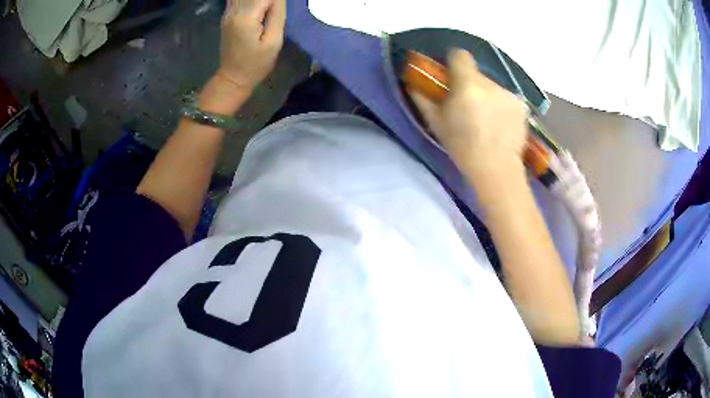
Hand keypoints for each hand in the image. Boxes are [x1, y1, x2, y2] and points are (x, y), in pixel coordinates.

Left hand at [218, 0, 285, 89]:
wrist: (233, 77)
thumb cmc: (256, 63)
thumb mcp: (274, 41)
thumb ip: (277, 15)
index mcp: (246, 17)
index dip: (277, 0)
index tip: (280, 10)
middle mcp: (233, 11)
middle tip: (275, 9)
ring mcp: (228, 13)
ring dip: (259, 0)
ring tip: (268, 8)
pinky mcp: (227, 16)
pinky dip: (249, 0)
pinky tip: (258, 6)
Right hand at [410, 50, 528, 195]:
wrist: (496, 169)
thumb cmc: (462, 147)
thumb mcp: (436, 123)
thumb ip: (423, 98)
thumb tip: (412, 82)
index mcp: (467, 85)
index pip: (460, 55)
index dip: (453, 61)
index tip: (451, 75)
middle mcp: (490, 84)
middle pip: (476, 74)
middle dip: (469, 84)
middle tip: (467, 106)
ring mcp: (508, 94)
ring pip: (491, 86)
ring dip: (486, 96)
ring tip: (485, 119)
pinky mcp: (521, 105)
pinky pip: (505, 97)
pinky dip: (500, 106)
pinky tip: (499, 125)